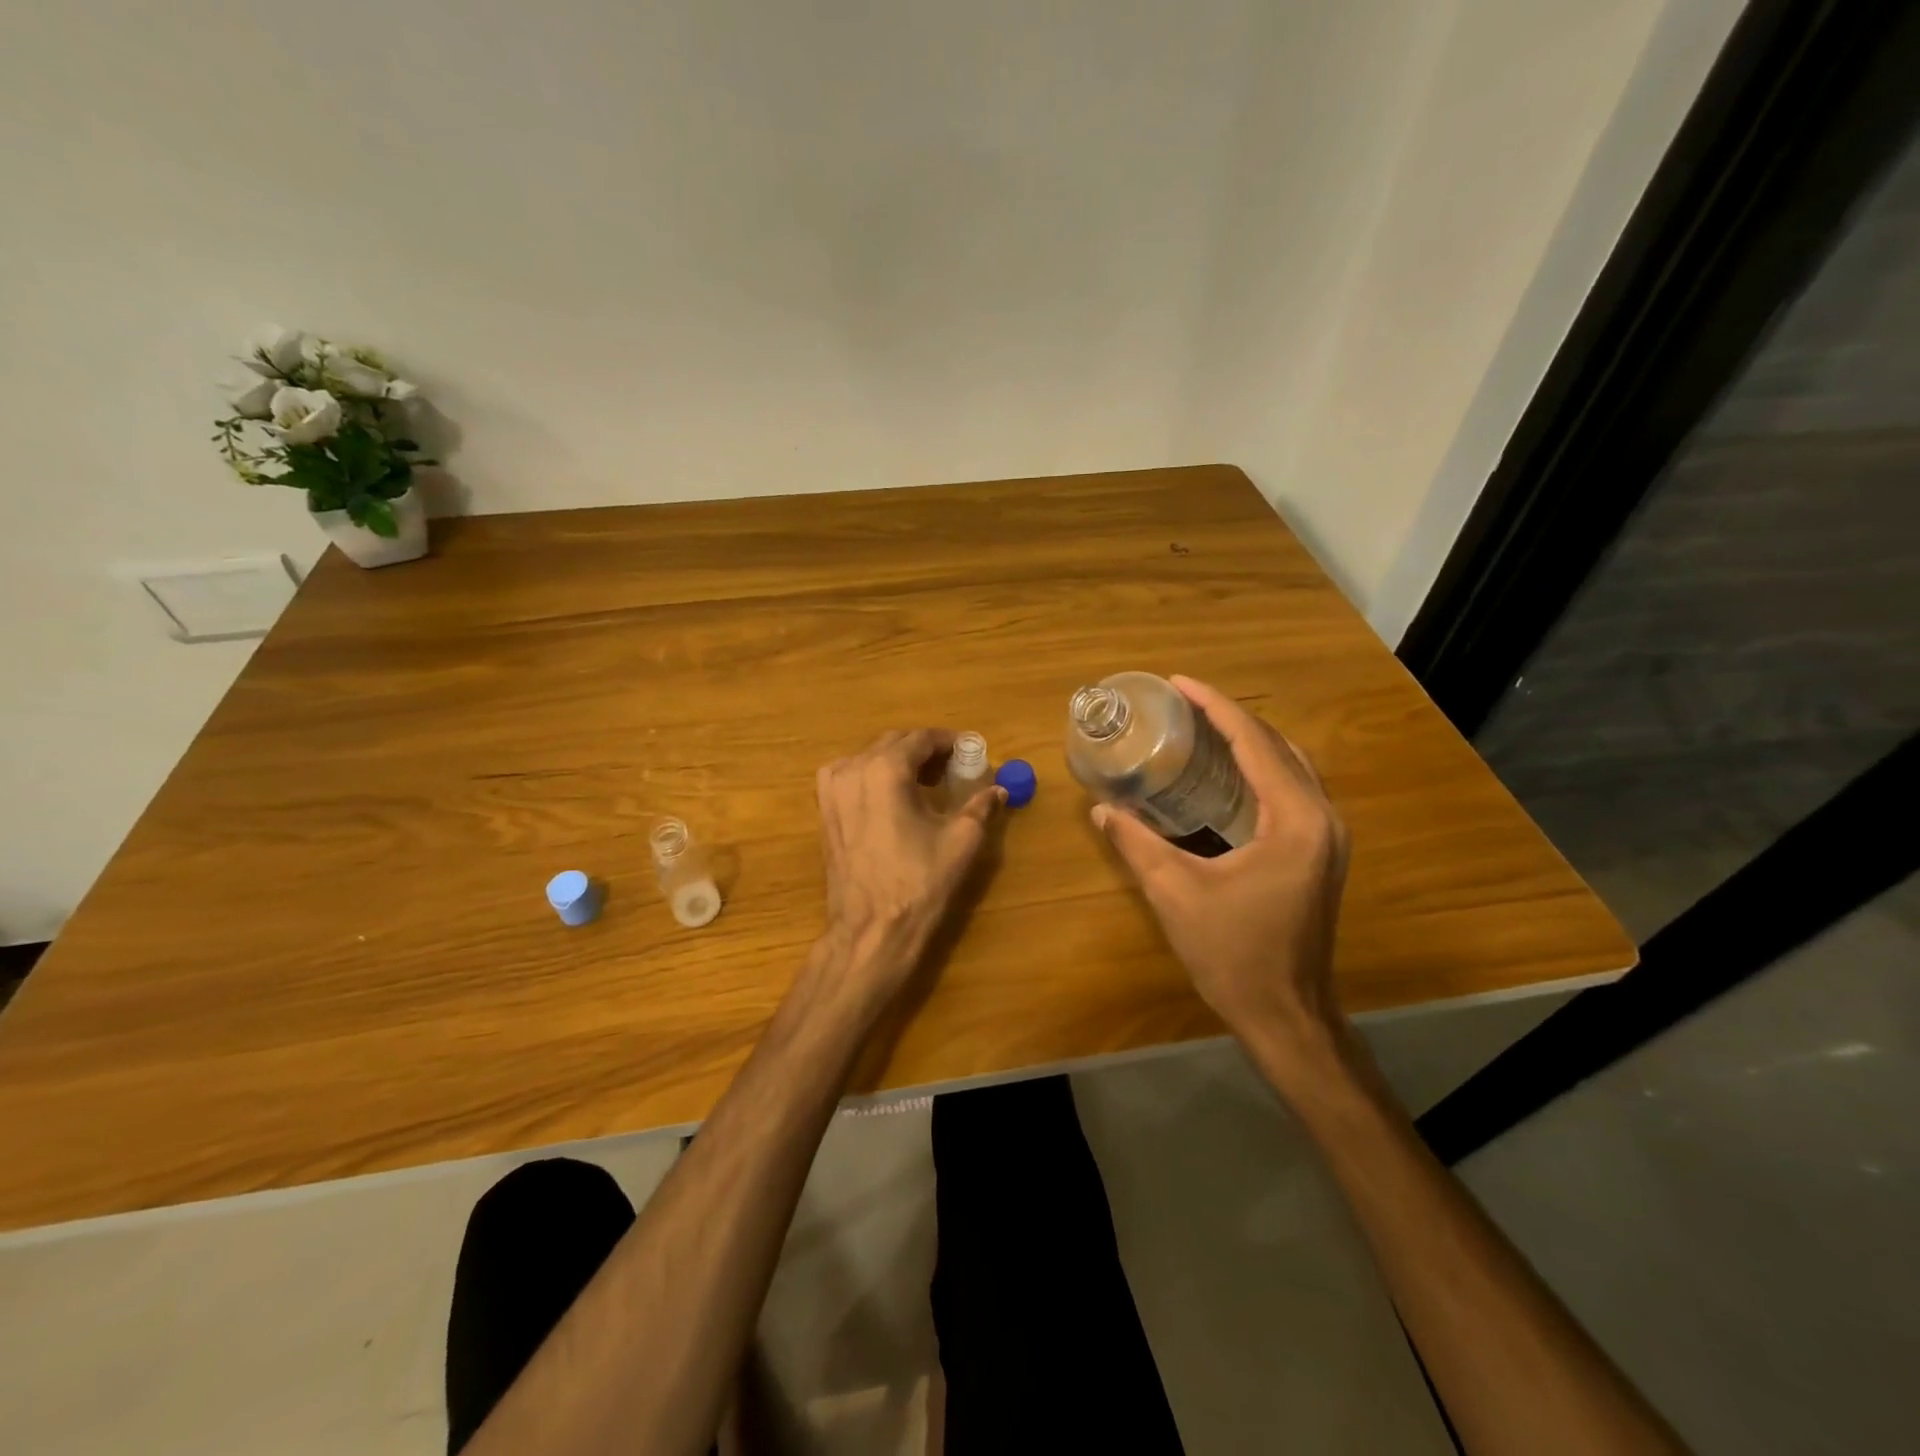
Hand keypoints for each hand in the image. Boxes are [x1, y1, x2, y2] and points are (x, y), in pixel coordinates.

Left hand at [814, 729, 1005, 1006]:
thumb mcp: (961, 841)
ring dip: (898, 760)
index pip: (921, 739)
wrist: (871, 929)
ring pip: (870, 757)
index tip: (969, 752)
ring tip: (925, 782)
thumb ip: (981, 807)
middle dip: (924, 750)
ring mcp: (831, 789)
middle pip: (893, 742)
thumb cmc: (919, 883)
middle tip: (952, 768)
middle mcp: (853, 769)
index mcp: (886, 769)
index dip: (949, 742)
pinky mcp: (824, 810)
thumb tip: (998, 790)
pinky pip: (849, 775)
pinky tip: (892, 797)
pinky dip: (873, 775)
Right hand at [1092, 676, 1349, 1054]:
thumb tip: (1101, 809)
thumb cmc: (1233, 954)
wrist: (1286, 1015)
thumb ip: (1136, 843)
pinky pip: (1291, 791)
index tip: (1179, 682)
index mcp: (1294, 820)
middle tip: (1184, 704)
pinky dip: (1260, 770)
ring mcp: (1327, 838)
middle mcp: (1322, 818)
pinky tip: (1226, 774)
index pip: (1255, 742)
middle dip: (1231, 718)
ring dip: (1249, 741)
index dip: (1215, 706)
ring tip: (1201, 728)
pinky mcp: (1320, 854)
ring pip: (1290, 766)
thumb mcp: (1174, 893)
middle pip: (1277, 746)